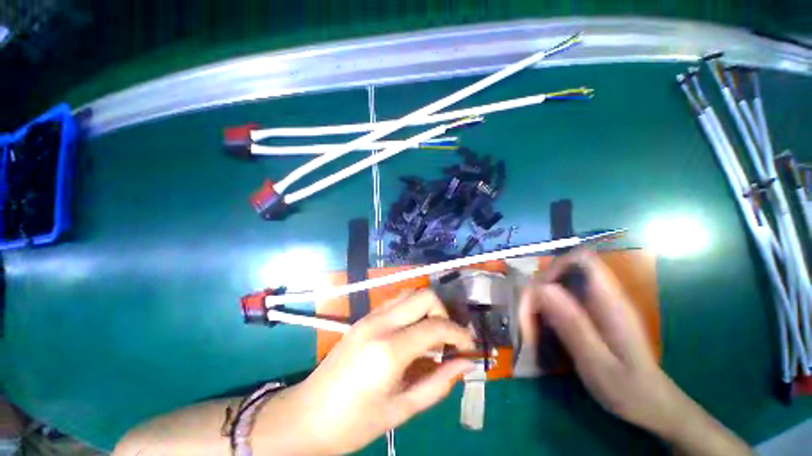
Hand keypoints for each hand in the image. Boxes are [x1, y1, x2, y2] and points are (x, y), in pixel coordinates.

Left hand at [265, 290, 475, 454]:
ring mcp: (370, 316)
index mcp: (389, 350)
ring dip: (427, 308)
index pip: (435, 326)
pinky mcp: (364, 317)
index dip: (458, 334)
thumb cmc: (353, 422)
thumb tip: (465, 364)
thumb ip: (438, 383)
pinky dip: (412, 309)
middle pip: (424, 295)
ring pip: (410, 293)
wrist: (307, 414)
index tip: (468, 346)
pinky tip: (411, 332)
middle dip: (443, 312)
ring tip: (431, 335)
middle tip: (446, 339)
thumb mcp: (401, 410)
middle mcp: (381, 323)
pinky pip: (396, 301)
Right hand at [519, 249, 750, 454]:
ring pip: (562, 282)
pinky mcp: (595, 312)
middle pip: (565, 269)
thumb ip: (572, 324)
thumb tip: (541, 288)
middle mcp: (604, 294)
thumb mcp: (597, 362)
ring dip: (542, 296)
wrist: (654, 404)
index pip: (581, 259)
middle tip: (531, 314)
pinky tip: (547, 325)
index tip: (539, 292)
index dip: (555, 267)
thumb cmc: (629, 390)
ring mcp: (600, 302)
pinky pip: (565, 296)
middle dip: (542, 286)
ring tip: (535, 322)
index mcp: (610, 301)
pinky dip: (549, 305)